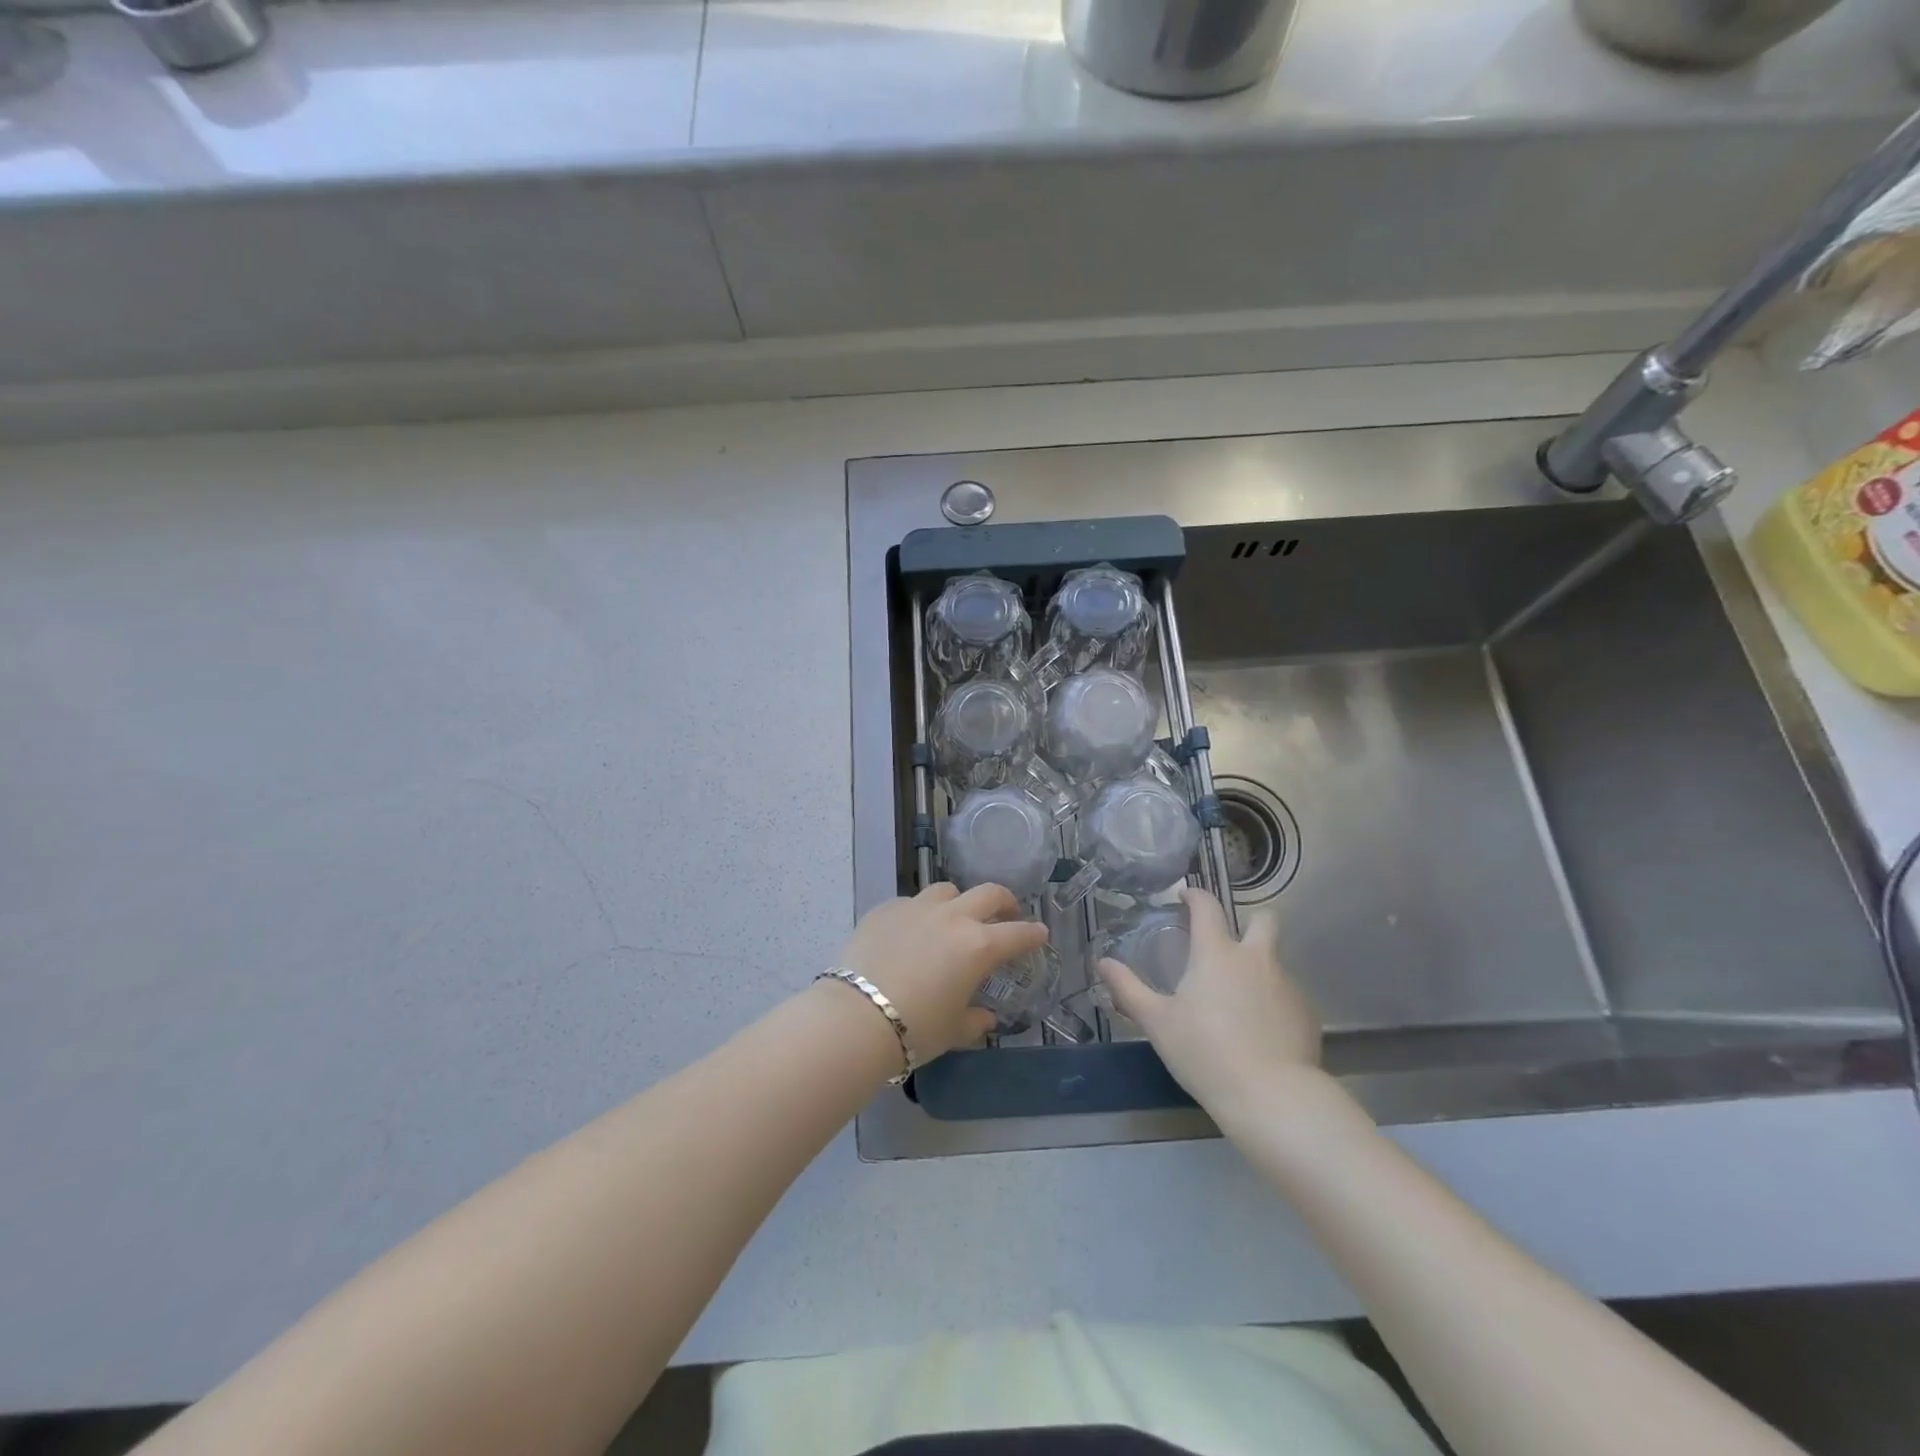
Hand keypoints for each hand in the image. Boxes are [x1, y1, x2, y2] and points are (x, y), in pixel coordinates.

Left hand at [836, 883, 1048, 1063]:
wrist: (856, 1017)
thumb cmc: (915, 1028)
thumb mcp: (953, 1030)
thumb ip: (976, 1020)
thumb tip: (986, 1017)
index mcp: (978, 946)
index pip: (1017, 934)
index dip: (1033, 934)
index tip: (1040, 934)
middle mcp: (952, 918)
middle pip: (989, 893)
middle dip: (1004, 902)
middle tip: (1006, 914)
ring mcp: (917, 907)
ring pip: (947, 890)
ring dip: (959, 901)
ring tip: (955, 918)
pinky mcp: (886, 908)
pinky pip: (911, 902)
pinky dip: (920, 913)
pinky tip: (912, 931)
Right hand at [1096, 888, 1320, 1116]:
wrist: (1271, 1097)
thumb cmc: (1205, 1052)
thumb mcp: (1157, 1022)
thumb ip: (1128, 989)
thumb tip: (1102, 962)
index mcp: (1217, 953)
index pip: (1208, 907)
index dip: (1195, 896)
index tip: (1185, 896)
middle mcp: (1256, 959)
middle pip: (1264, 920)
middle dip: (1250, 922)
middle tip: (1230, 943)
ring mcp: (1287, 986)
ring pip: (1275, 961)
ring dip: (1259, 969)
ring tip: (1239, 1001)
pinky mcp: (1308, 1015)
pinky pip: (1288, 996)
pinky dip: (1273, 1003)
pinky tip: (1261, 1031)